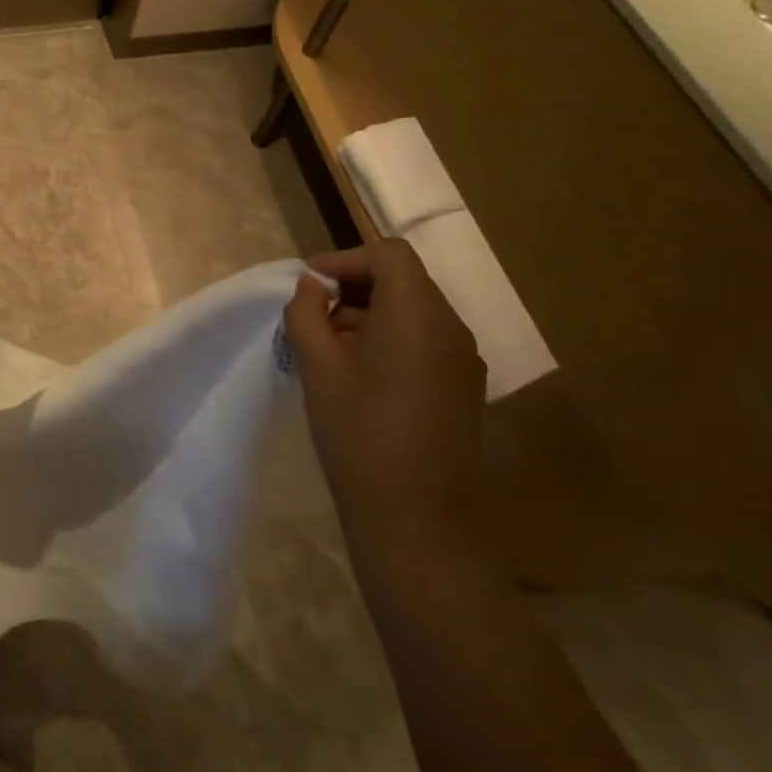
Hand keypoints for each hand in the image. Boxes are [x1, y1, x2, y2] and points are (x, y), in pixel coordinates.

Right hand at [284, 240, 487, 555]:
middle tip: (313, 313)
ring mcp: (464, 359)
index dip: (345, 259)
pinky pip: (426, 339)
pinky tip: (359, 370)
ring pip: (415, 309)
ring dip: (370, 312)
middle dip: (355, 285)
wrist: (415, 516)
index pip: (390, 255)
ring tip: (329, 344)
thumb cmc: (357, 432)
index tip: (310, 284)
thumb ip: (307, 312)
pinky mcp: (464, 385)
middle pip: (405, 279)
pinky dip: (390, 336)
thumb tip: (312, 286)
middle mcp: (452, 328)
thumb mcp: (317, 366)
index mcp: (418, 316)